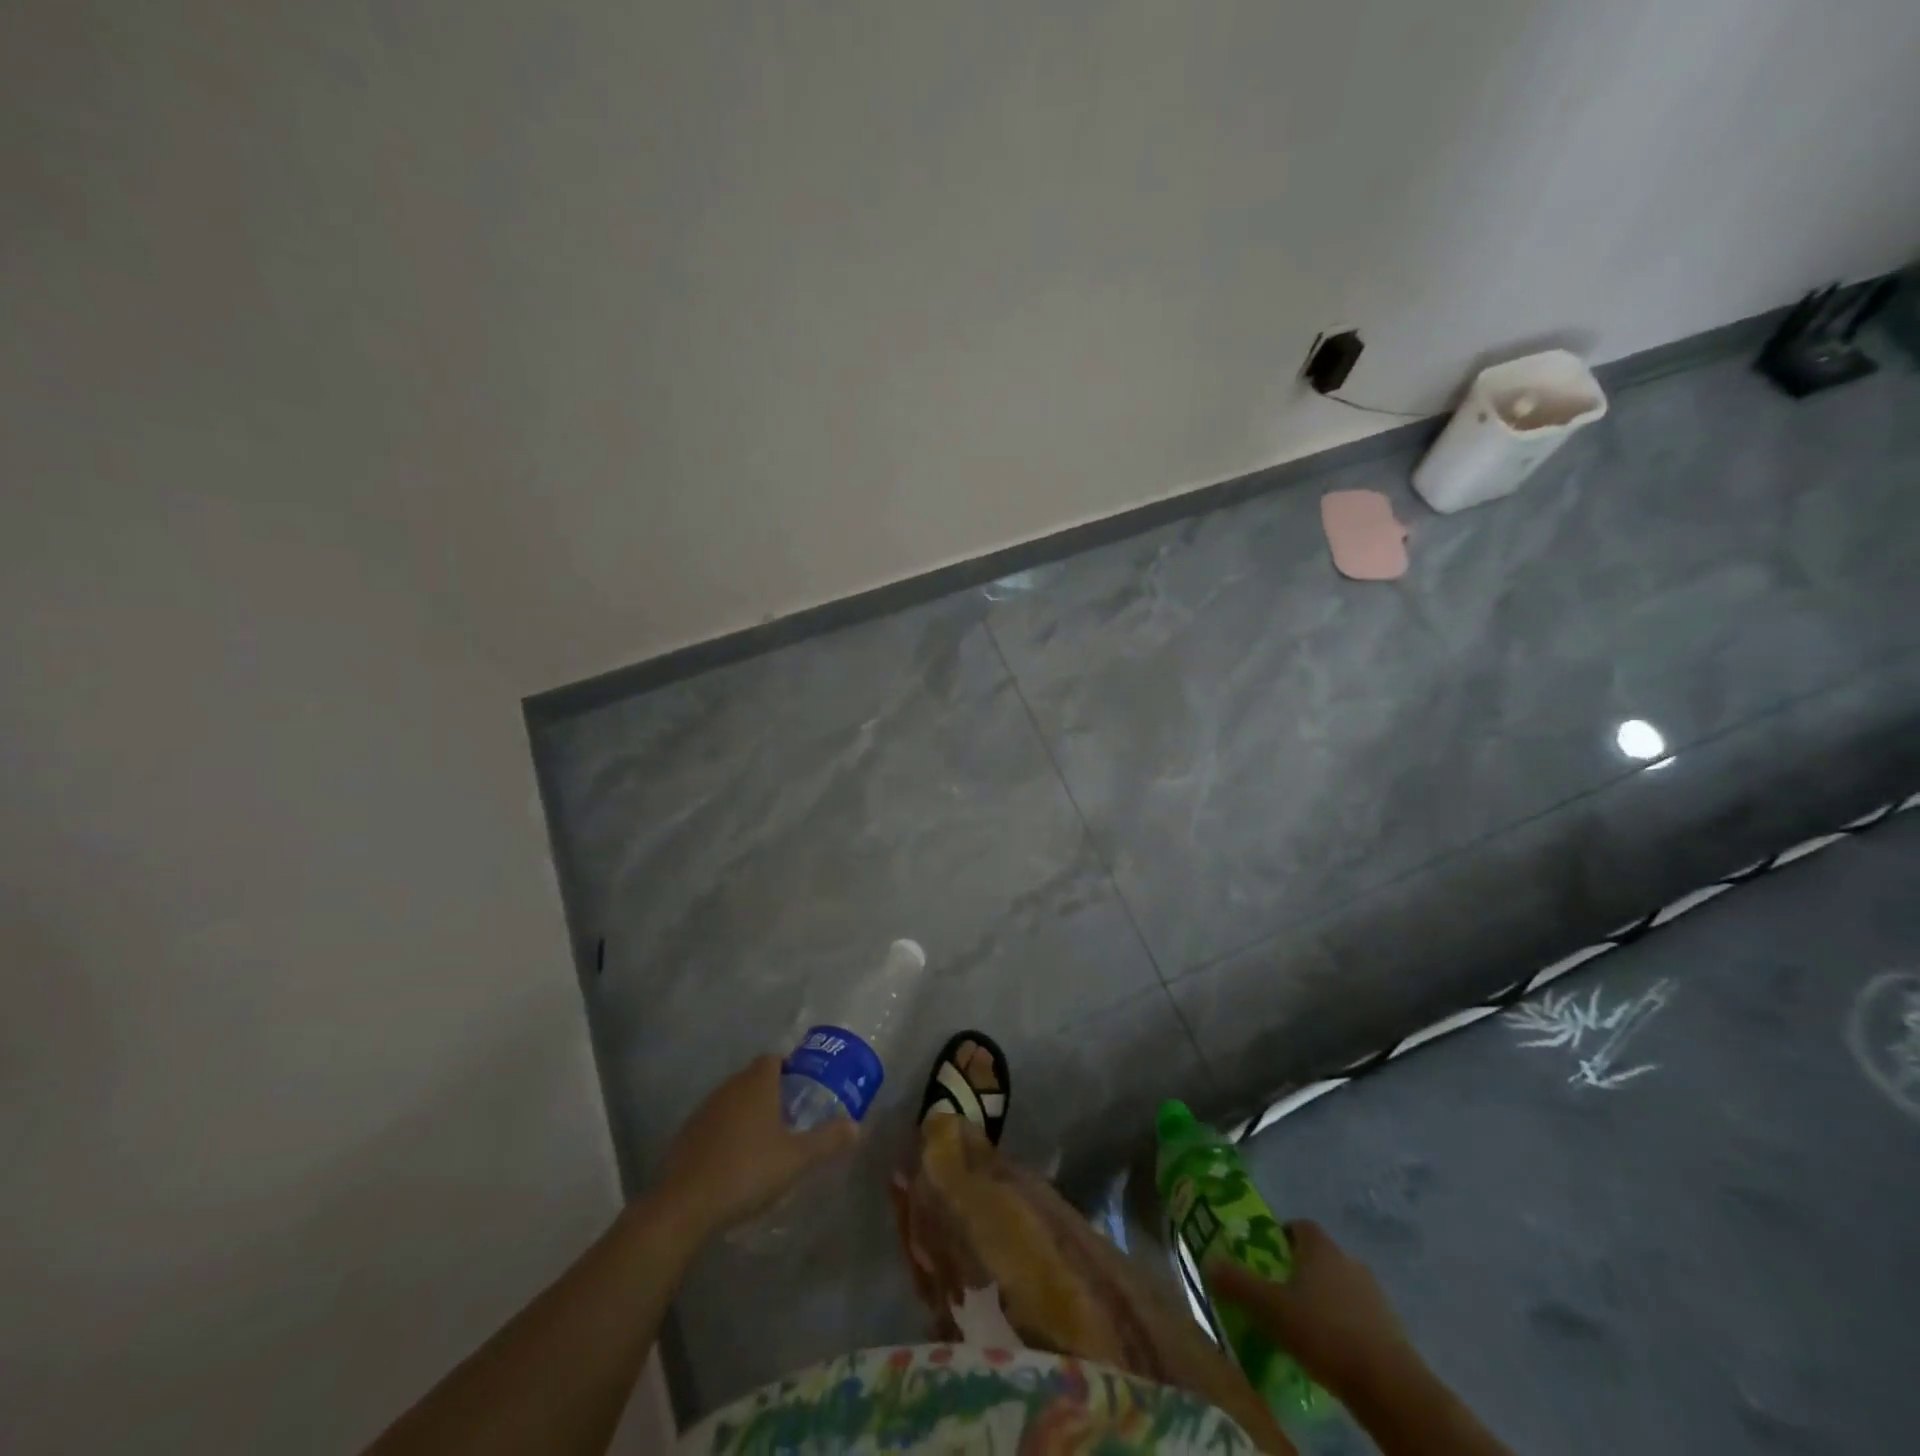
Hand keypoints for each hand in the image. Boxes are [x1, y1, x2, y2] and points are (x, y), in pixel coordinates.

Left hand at [658, 1055, 859, 1236]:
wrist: (685, 1205)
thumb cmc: (747, 1171)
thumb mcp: (797, 1159)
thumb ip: (828, 1140)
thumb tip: (855, 1126)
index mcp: (757, 1084)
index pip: (773, 1059)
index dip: (789, 1069)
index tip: (803, 1089)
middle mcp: (729, 1088)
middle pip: (753, 1078)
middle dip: (771, 1092)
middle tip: (791, 1116)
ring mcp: (704, 1111)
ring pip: (732, 1100)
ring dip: (747, 1113)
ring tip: (765, 1140)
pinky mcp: (686, 1136)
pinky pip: (714, 1123)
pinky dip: (727, 1133)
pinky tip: (736, 1160)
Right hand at [1207, 1220, 1414, 1400]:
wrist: (1390, 1386)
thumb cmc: (1324, 1333)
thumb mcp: (1270, 1309)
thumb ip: (1238, 1284)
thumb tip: (1207, 1262)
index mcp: (1320, 1247)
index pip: (1298, 1226)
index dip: (1280, 1237)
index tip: (1265, 1258)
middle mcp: (1348, 1260)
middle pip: (1319, 1256)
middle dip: (1299, 1270)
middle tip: (1278, 1294)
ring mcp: (1374, 1294)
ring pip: (1340, 1286)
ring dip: (1323, 1299)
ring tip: (1303, 1327)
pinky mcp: (1391, 1328)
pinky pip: (1358, 1316)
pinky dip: (1344, 1325)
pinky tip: (1331, 1351)